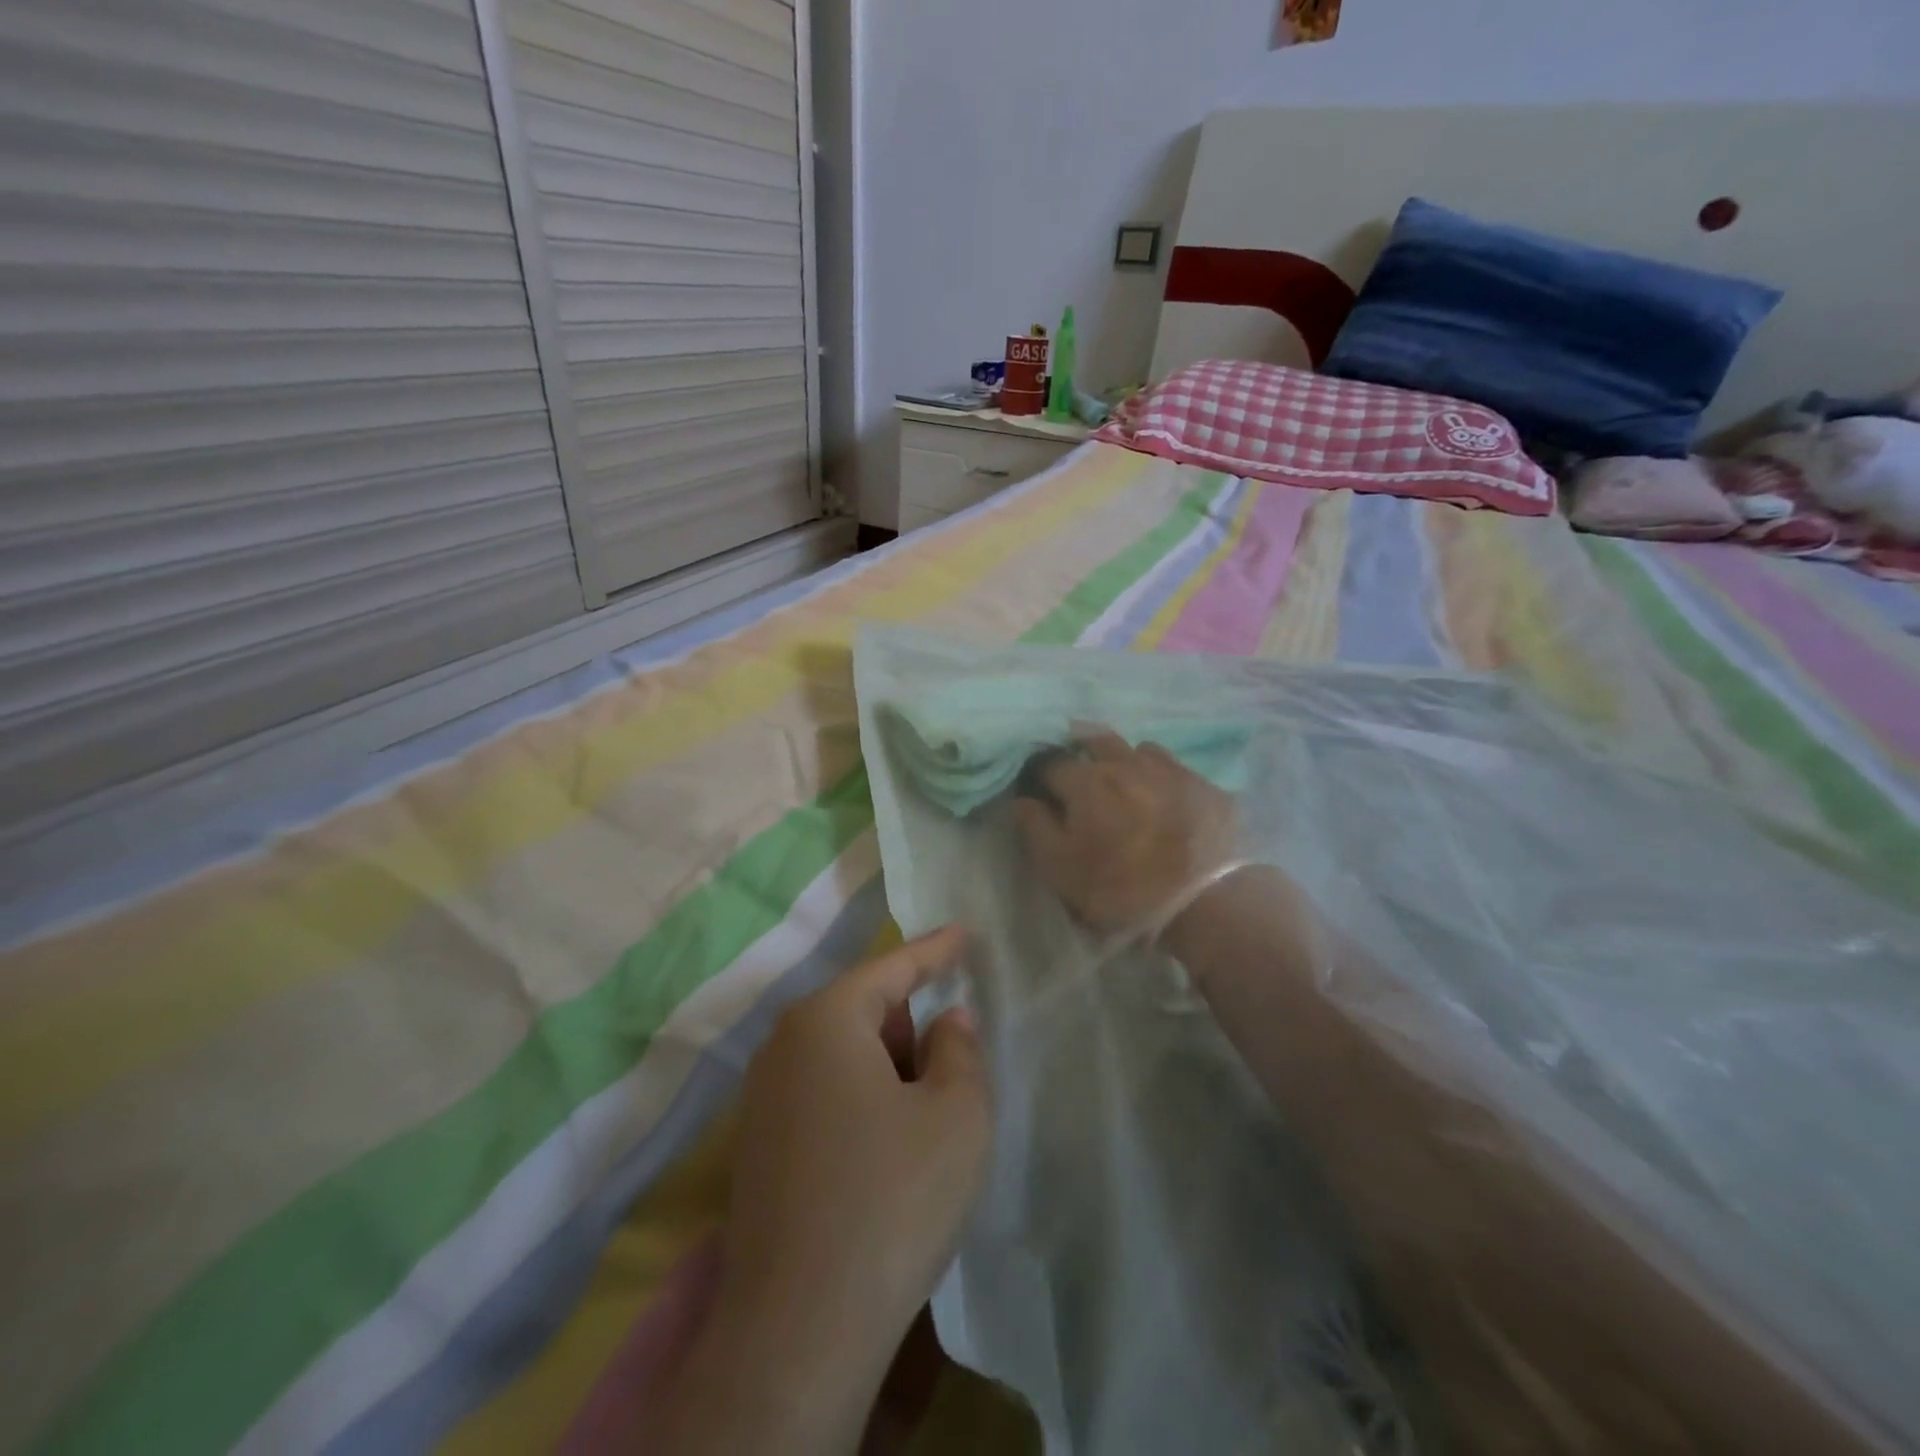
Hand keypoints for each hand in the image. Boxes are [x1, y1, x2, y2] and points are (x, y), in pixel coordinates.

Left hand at [657, 928, 991, 1455]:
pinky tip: (886, 1147)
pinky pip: (822, 1092)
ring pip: (843, 1053)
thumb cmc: (891, 1200)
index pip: (892, 967)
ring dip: (888, 1066)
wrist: (798, 1330)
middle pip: (863, 1008)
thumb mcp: (956, 1116)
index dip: (935, 949)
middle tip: (953, 1052)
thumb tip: (947, 1021)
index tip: (964, 933)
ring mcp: (762, 1096)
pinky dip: (861, 1098)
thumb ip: (959, 1050)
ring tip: (926, 1108)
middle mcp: (782, 1044)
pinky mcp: (757, 1144)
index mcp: (826, 1020)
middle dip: (911, 1021)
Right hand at [1014, 729, 1238, 935]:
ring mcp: (1170, 770)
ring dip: (1124, 759)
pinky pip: (1173, 767)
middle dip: (1080, 748)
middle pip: (1096, 739)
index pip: (1051, 761)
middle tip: (1079, 772)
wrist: (1205, 902)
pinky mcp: (1204, 785)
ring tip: (1124, 781)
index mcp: (1087, 782)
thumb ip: (1035, 828)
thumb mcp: (1060, 869)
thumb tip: (1024, 799)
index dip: (1040, 773)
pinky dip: (1160, 775)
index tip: (1039, 788)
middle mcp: (1126, 763)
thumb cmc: (1121, 889)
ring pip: (1138, 749)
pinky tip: (1164, 796)